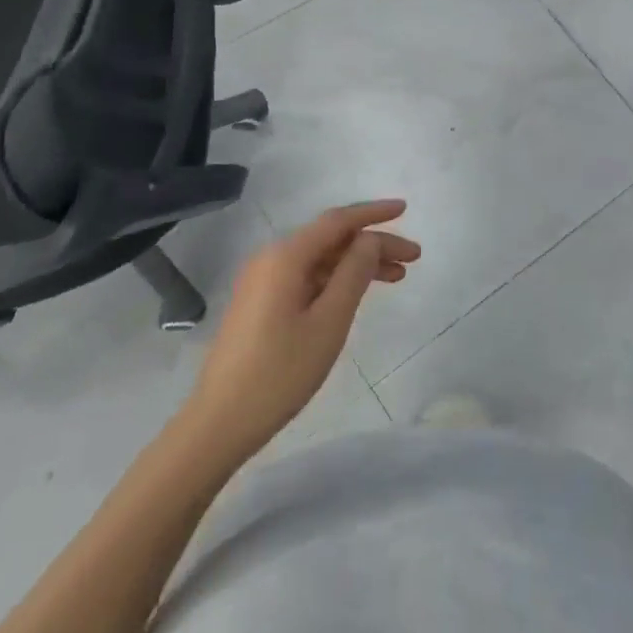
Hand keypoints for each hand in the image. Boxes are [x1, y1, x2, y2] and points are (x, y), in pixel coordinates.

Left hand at [180, 201, 419, 469]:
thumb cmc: (280, 372)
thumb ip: (354, 273)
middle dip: (373, 244)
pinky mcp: (261, 303)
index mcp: (286, 257)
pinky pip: (307, 277)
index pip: (338, 221)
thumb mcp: (329, 322)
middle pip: (331, 239)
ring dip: (358, 264)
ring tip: (398, 277)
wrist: (219, 423)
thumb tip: (370, 239)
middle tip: (413, 258)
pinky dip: (337, 280)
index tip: (405, 209)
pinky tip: (359, 293)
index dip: (374, 213)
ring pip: (321, 260)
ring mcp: (263, 281)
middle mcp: (272, 259)